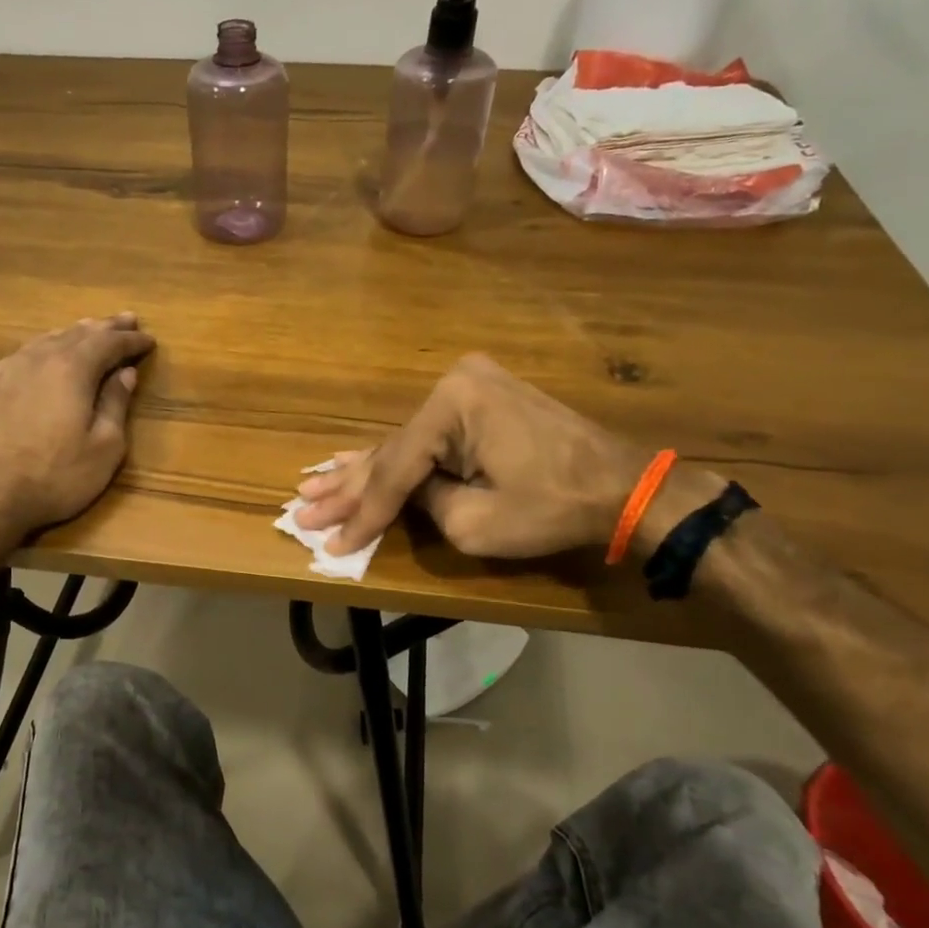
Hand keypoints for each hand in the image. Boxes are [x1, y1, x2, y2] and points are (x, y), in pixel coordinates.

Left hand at [0, 313, 153, 540]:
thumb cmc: (54, 477)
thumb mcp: (103, 448)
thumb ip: (115, 405)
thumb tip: (125, 374)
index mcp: (72, 368)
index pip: (109, 343)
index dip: (132, 341)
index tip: (150, 339)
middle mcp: (40, 357)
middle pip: (79, 332)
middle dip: (107, 327)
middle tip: (128, 320)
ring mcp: (10, 369)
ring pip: (50, 338)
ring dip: (77, 333)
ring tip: (93, 329)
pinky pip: (29, 351)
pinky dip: (50, 345)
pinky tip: (50, 352)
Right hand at [295, 354, 714, 559]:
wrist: (626, 487)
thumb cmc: (554, 507)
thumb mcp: (476, 522)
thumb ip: (424, 504)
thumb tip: (404, 496)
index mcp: (452, 405)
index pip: (395, 470)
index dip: (361, 513)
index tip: (329, 542)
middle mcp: (454, 384)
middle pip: (391, 451)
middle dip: (348, 488)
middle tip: (302, 508)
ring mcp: (469, 388)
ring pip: (405, 443)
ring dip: (364, 471)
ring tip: (314, 486)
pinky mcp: (480, 401)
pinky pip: (428, 437)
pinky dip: (397, 459)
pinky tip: (353, 462)